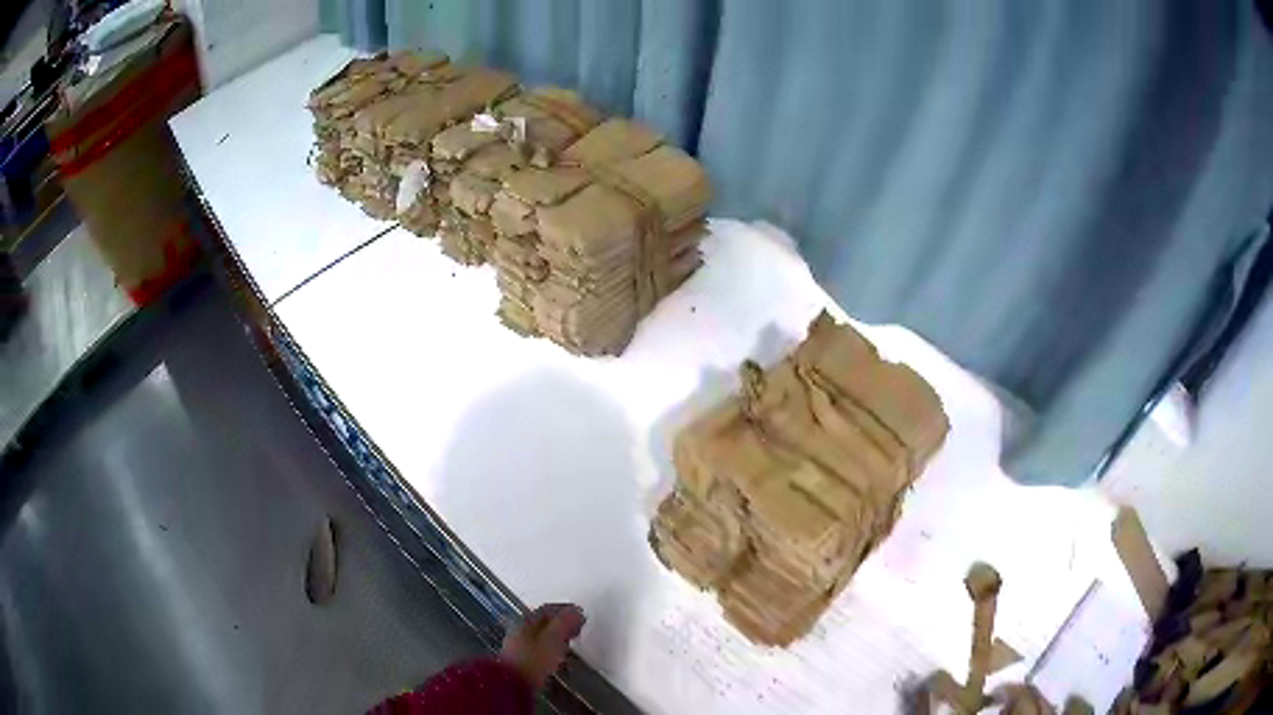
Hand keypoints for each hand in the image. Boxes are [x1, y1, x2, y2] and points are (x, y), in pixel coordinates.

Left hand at [499, 603, 585, 689]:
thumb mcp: (553, 639)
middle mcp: (520, 629)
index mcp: (526, 620)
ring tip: (571, 641)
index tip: (581, 615)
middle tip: (578, 627)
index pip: (547, 609)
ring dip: (557, 636)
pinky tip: (558, 655)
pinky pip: (539, 647)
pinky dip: (551, 647)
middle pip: (543, 621)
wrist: (513, 683)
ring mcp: (519, 644)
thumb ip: (564, 623)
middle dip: (561, 623)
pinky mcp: (521, 659)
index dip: (566, 610)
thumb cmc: (534, 658)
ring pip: (541, 635)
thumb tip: (575, 610)